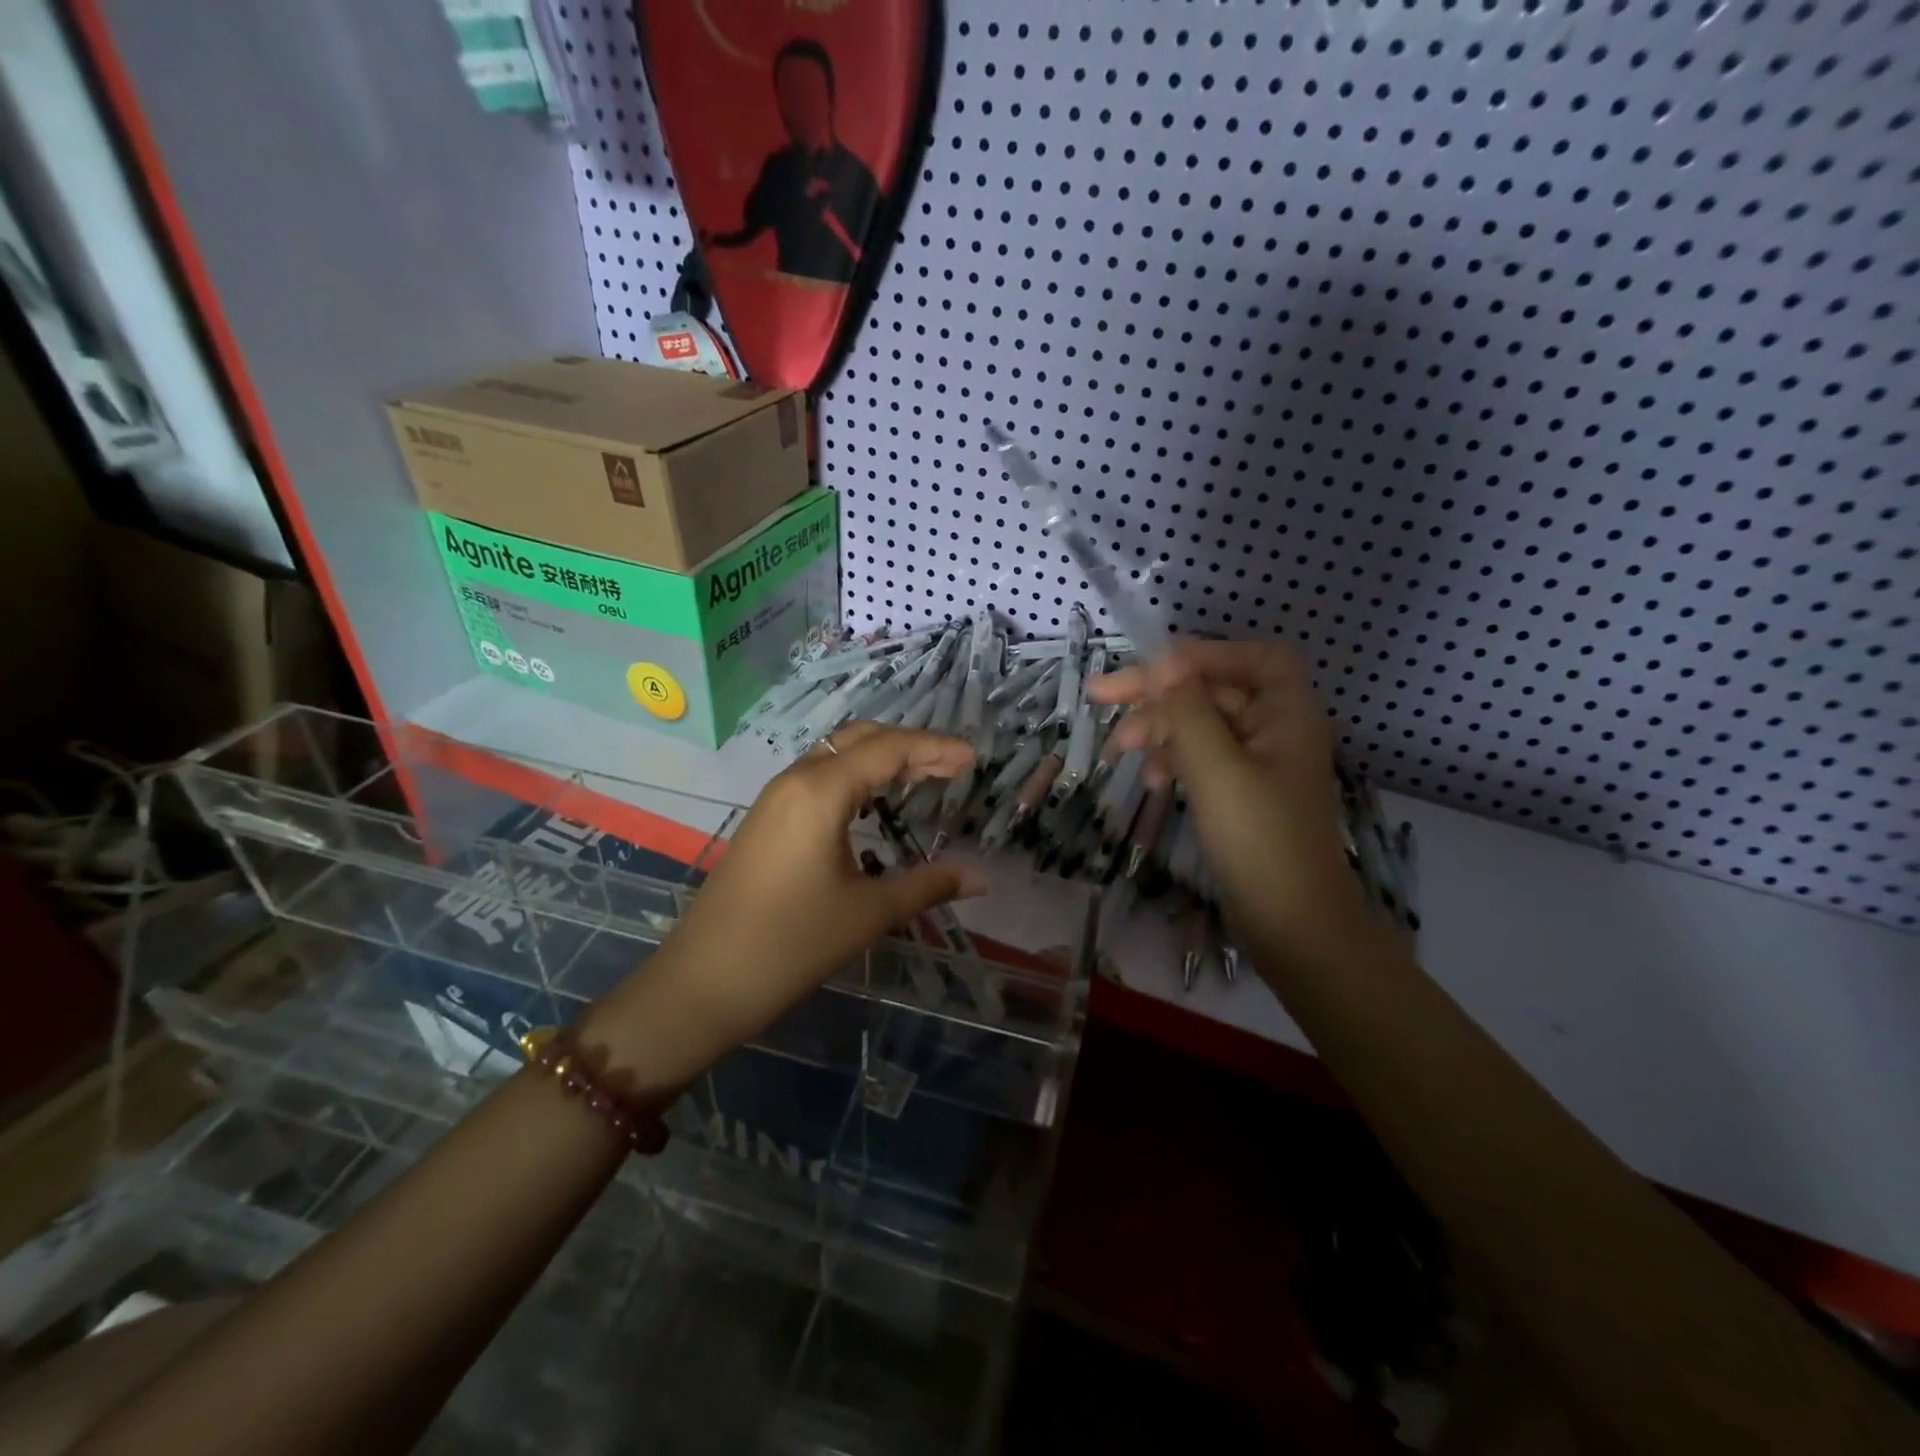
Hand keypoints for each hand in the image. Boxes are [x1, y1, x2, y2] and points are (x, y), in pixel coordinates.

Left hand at [595, 724, 983, 1083]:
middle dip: (910, 745)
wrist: (704, 980)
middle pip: (861, 738)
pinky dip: (855, 775)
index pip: (890, 749)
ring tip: (922, 777)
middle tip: (952, 766)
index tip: (973, 759)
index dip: (936, 748)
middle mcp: (796, 779)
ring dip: (880, 757)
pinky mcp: (765, 818)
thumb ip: (928, 885)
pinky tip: (873, 803)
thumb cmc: (791, 943)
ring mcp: (775, 797)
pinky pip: (818, 775)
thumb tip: (981, 877)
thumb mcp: (868, 913)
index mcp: (822, 790)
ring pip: (836, 753)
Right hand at [1089, 640, 1370, 968]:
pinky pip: (1204, 757)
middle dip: (1160, 692)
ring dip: (1159, 728)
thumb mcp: (1215, 769)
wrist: (1295, 926)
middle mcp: (1278, 728)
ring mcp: (1261, 763)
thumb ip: (1187, 711)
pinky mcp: (1244, 793)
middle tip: (1100, 695)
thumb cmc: (1259, 840)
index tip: (1150, 667)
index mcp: (1287, 713)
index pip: (1252, 656)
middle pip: (1215, 689)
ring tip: (1118, 750)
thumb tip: (1163, 662)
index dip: (1202, 654)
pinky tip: (1150, 779)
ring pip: (1203, 724)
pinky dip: (1174, 759)